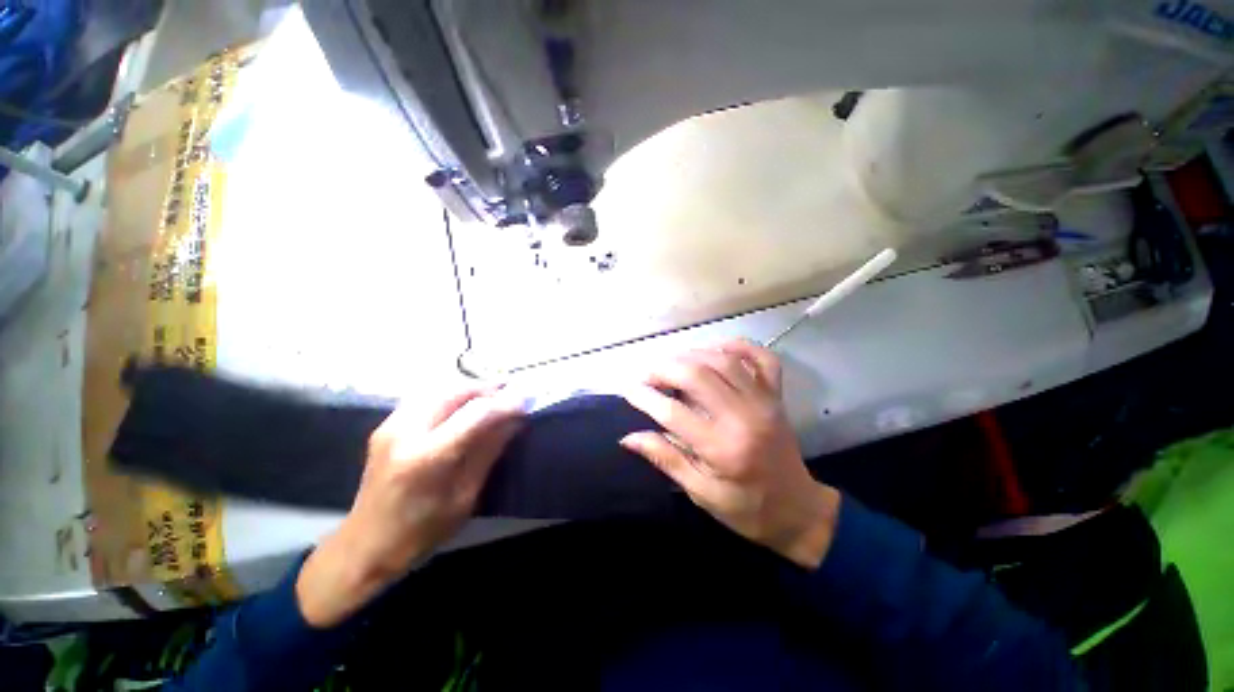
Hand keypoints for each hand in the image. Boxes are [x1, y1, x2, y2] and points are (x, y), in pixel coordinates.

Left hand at [297, 387, 523, 626]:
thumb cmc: (421, 532)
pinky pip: (426, 396)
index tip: (527, 401)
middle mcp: (405, 431)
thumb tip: (515, 420)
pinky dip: (452, 394)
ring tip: (494, 395)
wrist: (364, 546)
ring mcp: (391, 424)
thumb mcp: (465, 496)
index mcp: (426, 457)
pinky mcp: (386, 424)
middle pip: (455, 391)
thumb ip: (489, 452)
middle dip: (488, 388)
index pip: (475, 414)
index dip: (505, 403)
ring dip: (471, 388)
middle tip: (513, 393)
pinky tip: (465, 404)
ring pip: (440, 387)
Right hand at [621, 340, 839, 568]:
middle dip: (664, 369)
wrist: (800, 511)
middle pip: (697, 375)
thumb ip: (666, 459)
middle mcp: (744, 417)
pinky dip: (738, 345)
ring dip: (691, 354)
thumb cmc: (747, 509)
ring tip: (671, 363)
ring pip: (723, 360)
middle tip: (647, 375)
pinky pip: (761, 358)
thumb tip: (628, 437)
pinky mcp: (776, 395)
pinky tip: (715, 348)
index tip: (627, 390)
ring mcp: (763, 401)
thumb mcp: (701, 492)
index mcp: (723, 449)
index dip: (645, 398)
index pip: (673, 413)